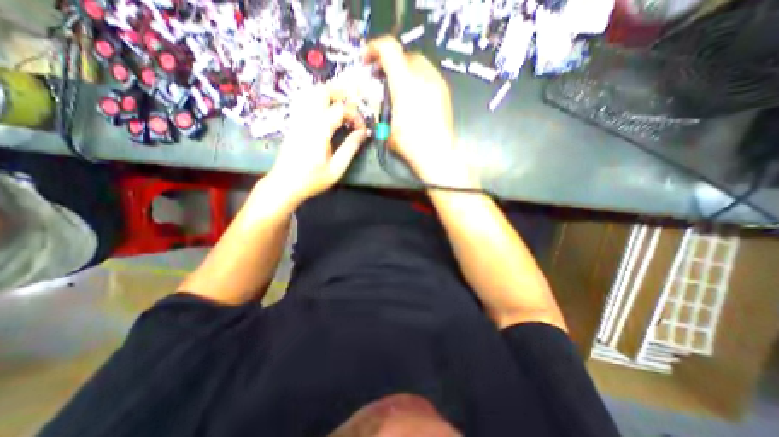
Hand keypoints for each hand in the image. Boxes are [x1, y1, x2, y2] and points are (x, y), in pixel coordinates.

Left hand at [266, 84, 366, 202]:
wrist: (284, 184)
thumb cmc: (312, 180)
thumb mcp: (336, 169)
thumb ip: (350, 148)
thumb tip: (363, 133)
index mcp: (319, 130)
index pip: (340, 109)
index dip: (355, 115)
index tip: (361, 129)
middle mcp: (306, 119)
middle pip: (321, 91)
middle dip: (341, 93)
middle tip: (354, 105)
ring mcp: (297, 119)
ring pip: (311, 93)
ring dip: (329, 95)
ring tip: (342, 107)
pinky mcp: (293, 123)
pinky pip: (305, 102)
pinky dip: (318, 100)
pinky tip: (326, 112)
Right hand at [366, 34, 460, 181]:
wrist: (437, 154)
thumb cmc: (410, 145)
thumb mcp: (386, 128)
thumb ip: (380, 107)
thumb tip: (377, 98)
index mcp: (405, 84)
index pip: (389, 49)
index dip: (374, 49)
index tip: (367, 60)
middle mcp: (423, 77)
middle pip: (404, 54)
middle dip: (390, 62)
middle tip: (382, 77)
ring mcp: (437, 83)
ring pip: (419, 63)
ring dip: (405, 70)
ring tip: (398, 87)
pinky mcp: (445, 92)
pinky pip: (429, 75)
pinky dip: (417, 79)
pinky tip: (414, 96)